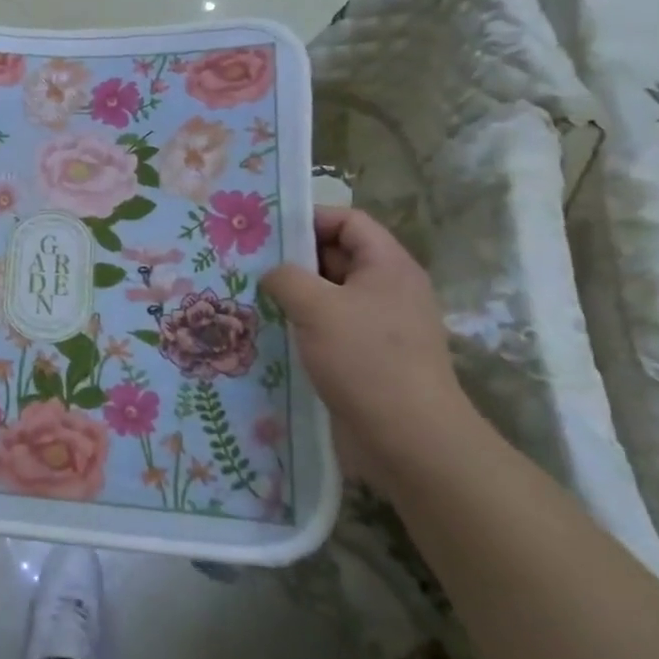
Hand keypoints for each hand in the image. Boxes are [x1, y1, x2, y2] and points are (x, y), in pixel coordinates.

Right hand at [260, 207, 474, 484]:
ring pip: (330, 296)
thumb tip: (274, 274)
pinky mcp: (369, 359)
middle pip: (338, 256)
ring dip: (295, 296)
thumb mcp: (316, 307)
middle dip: (295, 259)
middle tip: (248, 263)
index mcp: (388, 266)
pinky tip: (271, 334)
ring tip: (250, 298)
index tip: (268, 231)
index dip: (310, 218)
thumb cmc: (366, 360)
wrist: (409, 440)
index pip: (349, 221)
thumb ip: (286, 278)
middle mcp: (388, 290)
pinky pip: (332, 329)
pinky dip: (304, 327)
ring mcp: (380, 327)